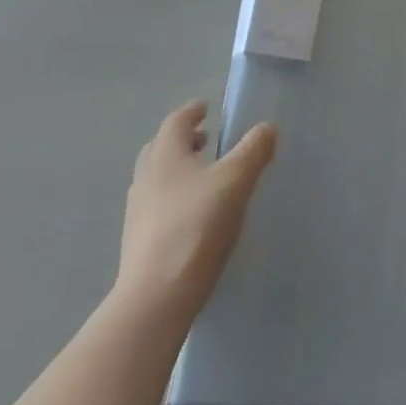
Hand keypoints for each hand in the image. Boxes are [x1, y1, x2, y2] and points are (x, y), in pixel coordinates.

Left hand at [115, 102, 277, 323]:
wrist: (157, 296)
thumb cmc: (197, 226)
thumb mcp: (235, 181)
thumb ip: (253, 150)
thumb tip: (267, 127)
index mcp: (165, 155)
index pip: (176, 121)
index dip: (192, 112)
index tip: (206, 108)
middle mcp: (146, 177)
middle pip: (161, 148)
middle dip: (183, 140)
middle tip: (206, 139)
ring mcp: (138, 212)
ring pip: (157, 178)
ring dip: (179, 170)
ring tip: (204, 178)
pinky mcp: (139, 242)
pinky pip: (157, 206)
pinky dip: (175, 198)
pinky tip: (194, 215)